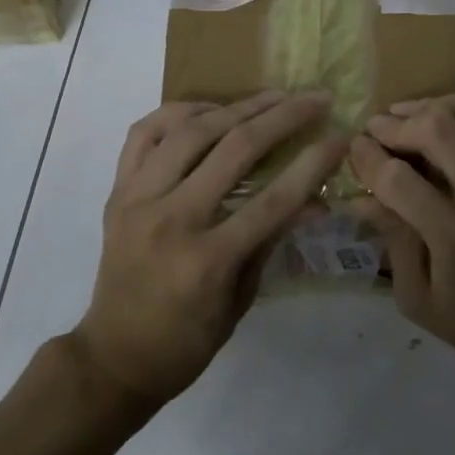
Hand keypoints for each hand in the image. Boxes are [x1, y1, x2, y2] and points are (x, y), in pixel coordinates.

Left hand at [74, 91, 344, 406]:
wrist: (113, 358)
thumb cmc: (187, 341)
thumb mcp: (242, 299)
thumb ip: (273, 240)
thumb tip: (315, 197)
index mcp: (208, 260)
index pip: (274, 198)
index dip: (314, 163)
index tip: (341, 135)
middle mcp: (171, 220)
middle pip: (235, 149)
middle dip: (284, 117)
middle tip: (315, 97)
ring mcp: (138, 199)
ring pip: (191, 130)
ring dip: (238, 106)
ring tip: (271, 96)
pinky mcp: (117, 191)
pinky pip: (144, 133)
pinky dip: (178, 112)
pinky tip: (209, 110)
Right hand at [348, 93, 454, 381]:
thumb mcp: (417, 298)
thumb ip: (392, 240)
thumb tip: (359, 197)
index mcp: (454, 236)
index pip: (399, 178)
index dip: (367, 158)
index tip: (353, 148)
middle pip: (438, 129)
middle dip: (397, 124)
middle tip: (376, 129)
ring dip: (437, 103)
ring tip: (411, 114)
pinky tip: (450, 115)